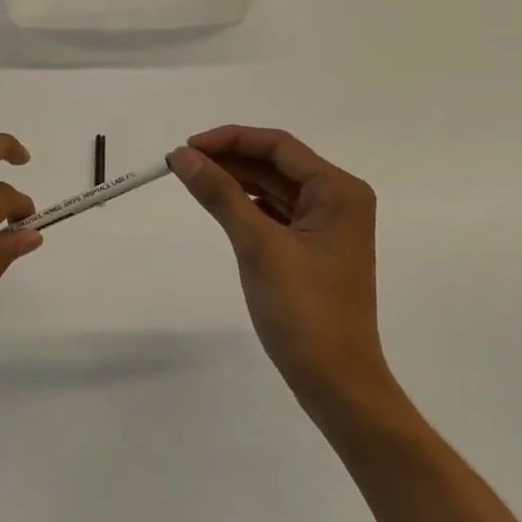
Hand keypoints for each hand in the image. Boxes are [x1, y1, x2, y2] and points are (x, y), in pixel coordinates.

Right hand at [171, 127, 398, 423]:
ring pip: (275, 189)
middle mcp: (339, 200)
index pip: (279, 147)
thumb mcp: (258, 245)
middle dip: (230, 160)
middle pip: (277, 165)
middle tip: (182, 162)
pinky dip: (248, 206)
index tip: (188, 146)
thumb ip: (220, 194)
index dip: (231, 140)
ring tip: (192, 178)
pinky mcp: (313, 249)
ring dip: (236, 182)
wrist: (336, 382)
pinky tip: (220, 204)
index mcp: (339, 191)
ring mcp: (328, 226)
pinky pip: (276, 214)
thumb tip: (183, 156)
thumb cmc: (304, 310)